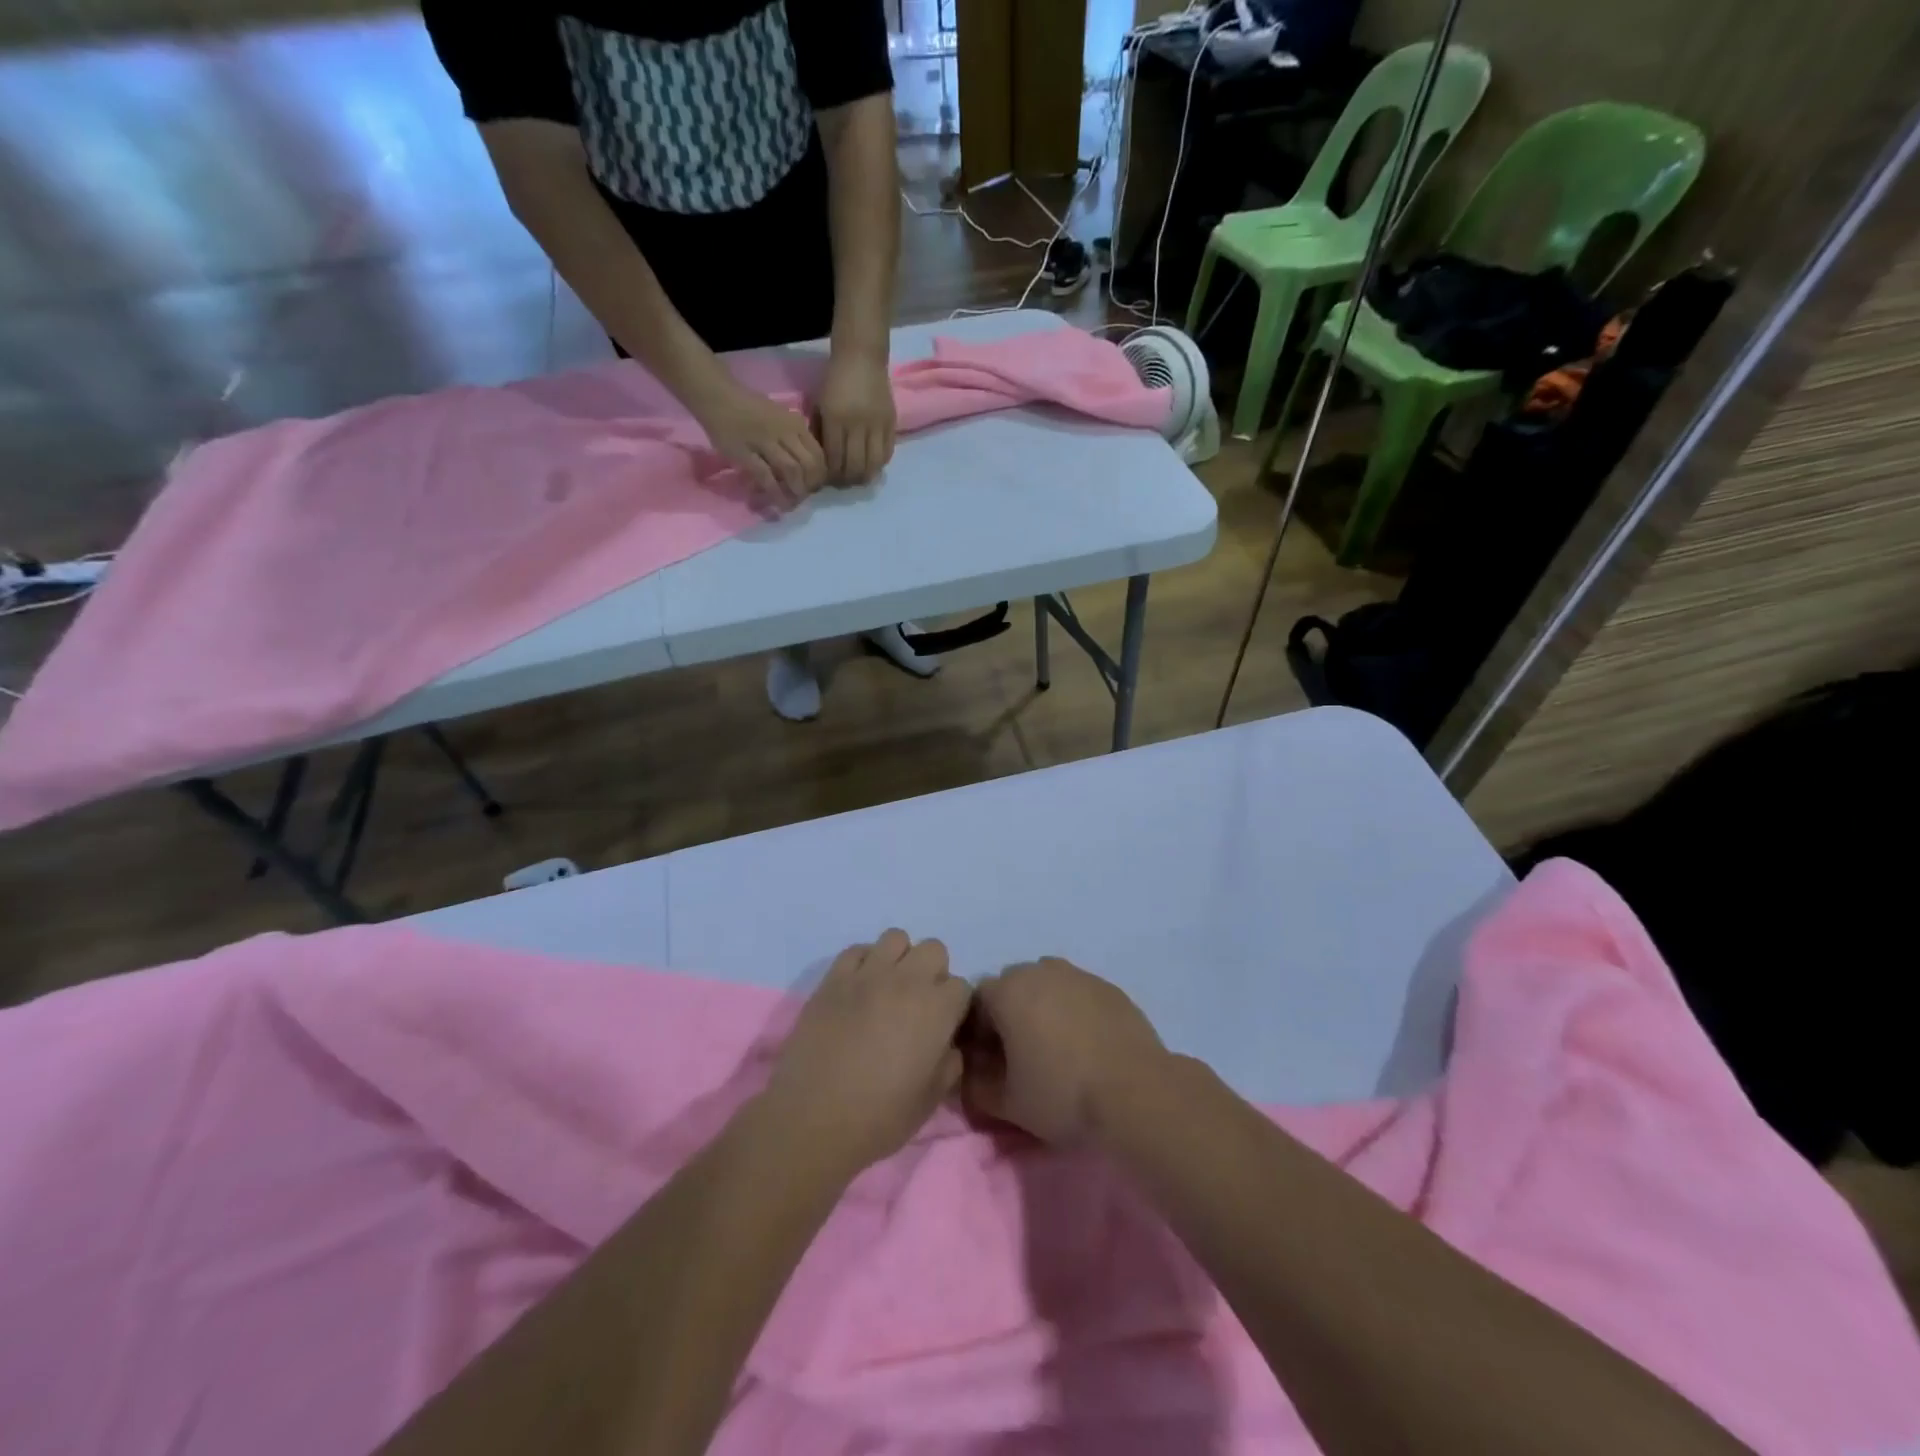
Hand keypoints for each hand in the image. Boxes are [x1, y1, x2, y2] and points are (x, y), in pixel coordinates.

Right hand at [691, 379, 827, 504]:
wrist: (717, 396)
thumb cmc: (750, 408)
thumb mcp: (780, 417)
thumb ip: (795, 438)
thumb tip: (808, 466)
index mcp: (795, 424)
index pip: (818, 454)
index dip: (820, 475)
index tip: (815, 487)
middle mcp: (784, 432)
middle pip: (809, 465)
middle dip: (810, 486)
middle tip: (804, 497)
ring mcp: (765, 442)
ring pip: (791, 471)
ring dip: (795, 491)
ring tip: (793, 503)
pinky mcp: (745, 453)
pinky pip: (766, 477)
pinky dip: (775, 493)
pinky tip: (777, 503)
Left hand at [764, 930, 971, 1177]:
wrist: (813, 1120)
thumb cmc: (879, 1117)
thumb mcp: (931, 1099)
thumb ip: (950, 1062)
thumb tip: (948, 1044)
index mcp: (937, 1010)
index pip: (961, 986)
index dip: (955, 1007)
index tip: (943, 1026)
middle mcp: (907, 981)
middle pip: (934, 950)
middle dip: (933, 972)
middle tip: (918, 1004)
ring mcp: (867, 975)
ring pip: (896, 938)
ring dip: (899, 959)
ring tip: (888, 989)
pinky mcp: (834, 978)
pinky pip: (856, 950)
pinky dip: (863, 963)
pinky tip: (858, 989)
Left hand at [815, 351, 896, 483]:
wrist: (861, 356)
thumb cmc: (835, 380)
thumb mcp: (820, 405)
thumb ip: (821, 433)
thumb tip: (824, 461)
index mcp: (835, 418)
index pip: (835, 459)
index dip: (832, 475)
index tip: (829, 479)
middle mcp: (857, 424)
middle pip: (855, 466)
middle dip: (848, 479)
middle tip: (844, 482)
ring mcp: (877, 424)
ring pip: (873, 464)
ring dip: (865, 475)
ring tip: (859, 477)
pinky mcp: (891, 423)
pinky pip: (887, 452)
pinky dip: (879, 464)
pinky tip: (872, 464)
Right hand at [964, 958, 1167, 1145]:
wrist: (1136, 1092)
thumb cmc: (1062, 1094)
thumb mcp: (1006, 1102)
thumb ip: (975, 1084)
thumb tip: (970, 1072)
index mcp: (1007, 990)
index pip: (976, 1002)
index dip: (979, 1034)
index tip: (992, 1064)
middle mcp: (1039, 970)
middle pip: (1012, 988)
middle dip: (1010, 1016)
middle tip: (1023, 1057)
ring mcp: (1077, 974)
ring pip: (1047, 987)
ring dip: (1043, 1010)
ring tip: (1058, 1050)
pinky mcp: (1108, 986)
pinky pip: (1078, 994)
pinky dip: (1074, 1012)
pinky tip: (1087, 1046)